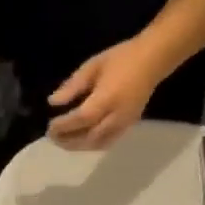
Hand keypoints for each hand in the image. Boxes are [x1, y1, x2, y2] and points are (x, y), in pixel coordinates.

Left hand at [46, 37, 167, 149]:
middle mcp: (116, 115)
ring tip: (64, 141)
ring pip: (98, 143)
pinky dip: (92, 145)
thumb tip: (53, 102)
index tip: (50, 126)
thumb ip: (73, 85)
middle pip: (89, 137)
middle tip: (53, 137)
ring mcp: (125, 122)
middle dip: (68, 140)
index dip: (64, 126)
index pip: (81, 119)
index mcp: (107, 98)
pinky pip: (108, 142)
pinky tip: (82, 140)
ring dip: (78, 145)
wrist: (154, 59)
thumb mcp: (93, 66)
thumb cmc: (122, 58)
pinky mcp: (130, 125)